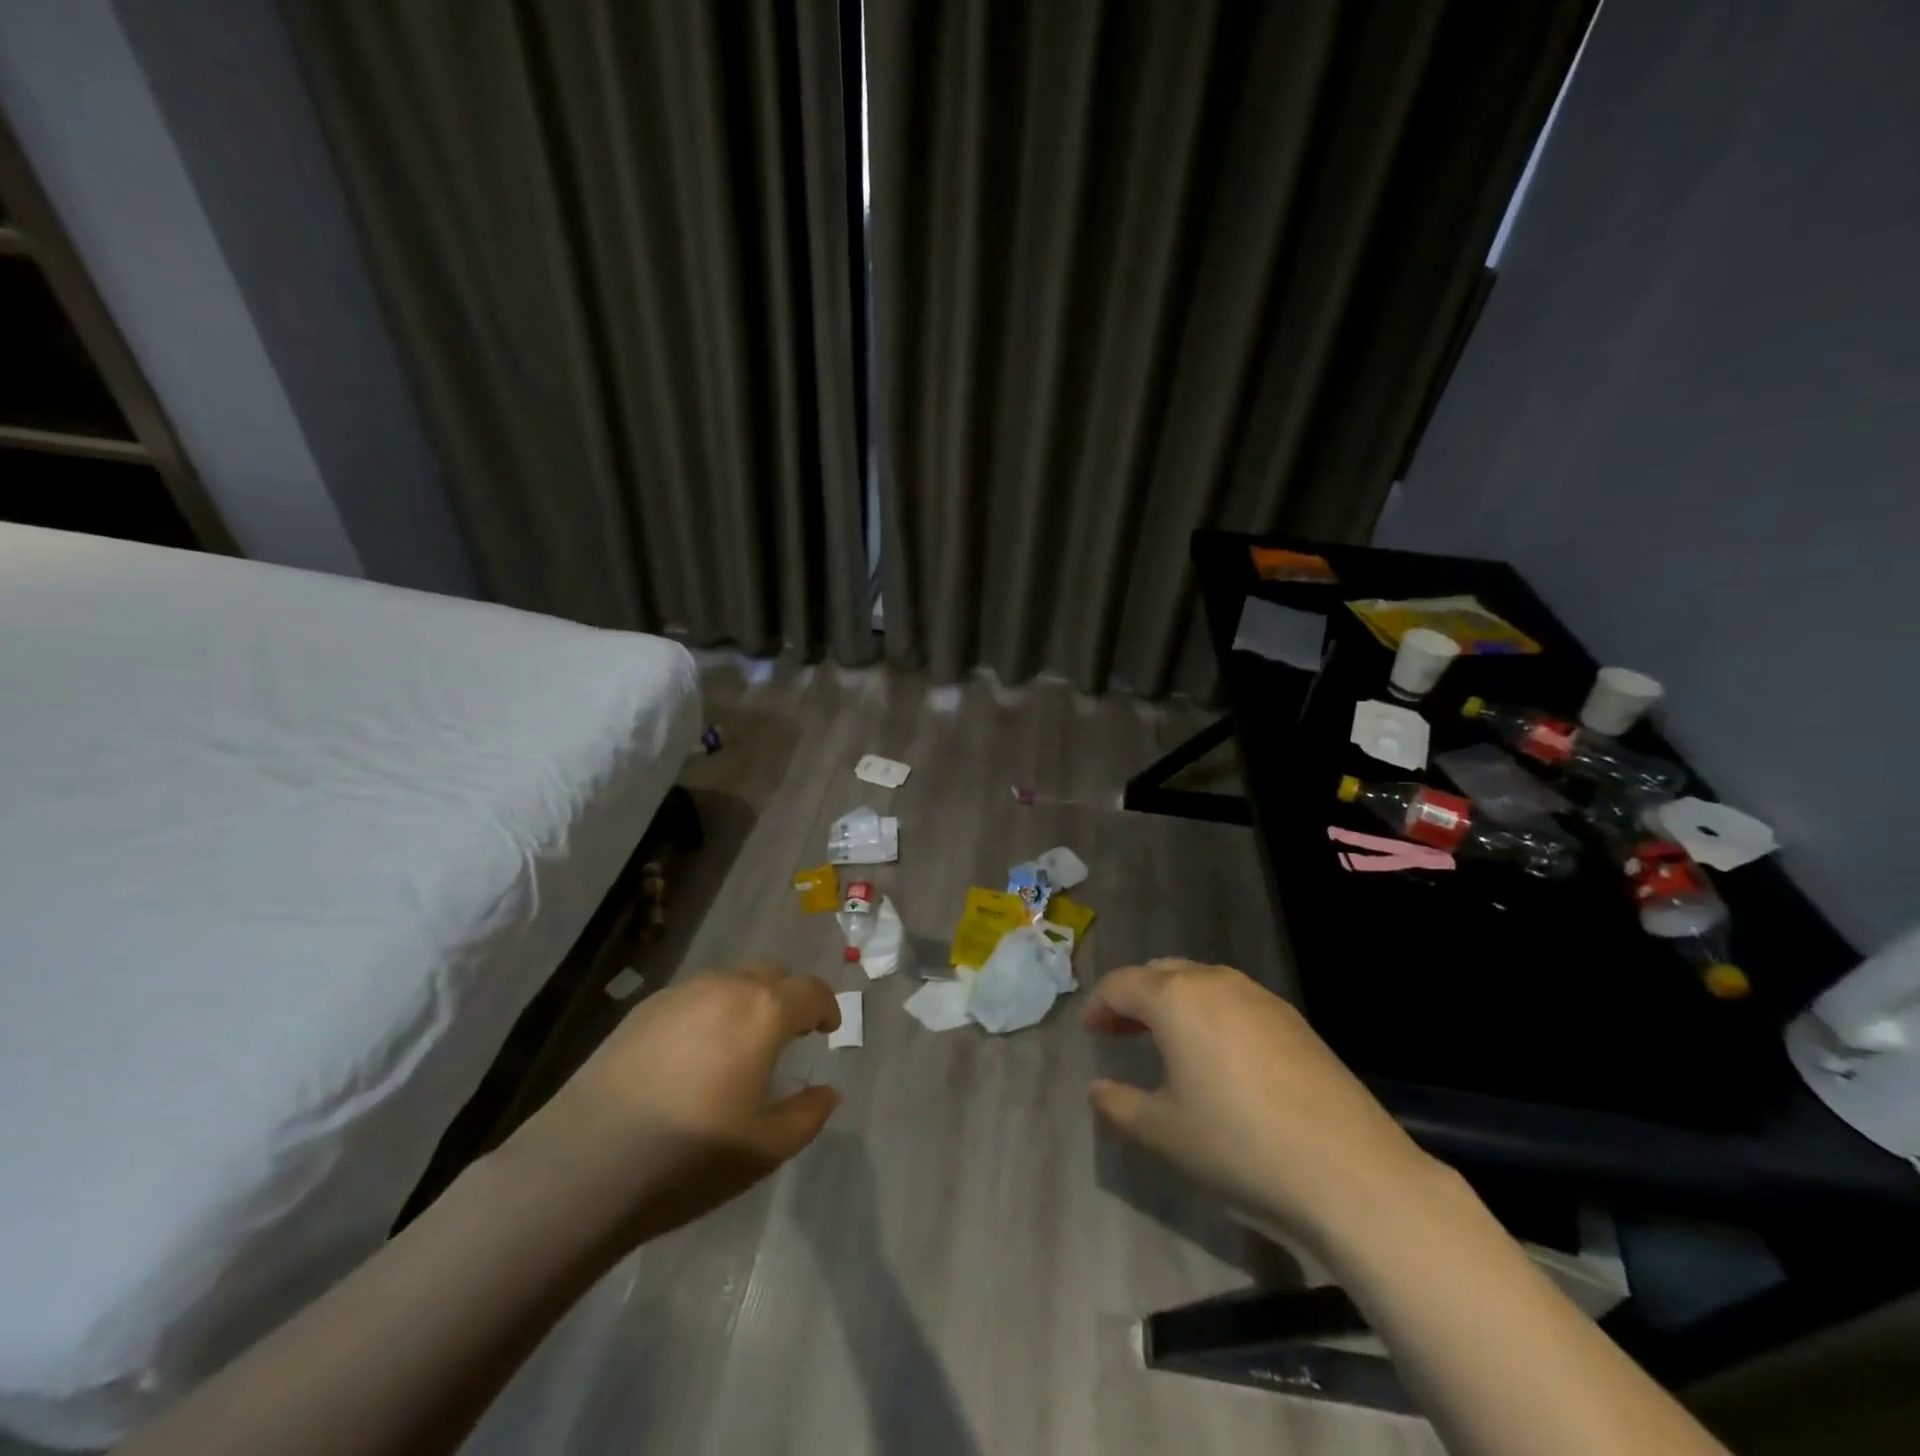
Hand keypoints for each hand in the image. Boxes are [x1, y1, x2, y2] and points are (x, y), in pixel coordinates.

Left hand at [499, 962, 842, 1248]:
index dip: (826, 1008)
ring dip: (746, 1002)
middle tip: (787, 1034)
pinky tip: (693, 1054)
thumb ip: (807, 1114)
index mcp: (763, 1012)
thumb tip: (828, 1091)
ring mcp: (679, 994)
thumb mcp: (765, 1148)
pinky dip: (708, 1012)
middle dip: (787, 998)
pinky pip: (691, 997)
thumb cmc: (690, 1156)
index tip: (827, 1030)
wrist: (585, 1164)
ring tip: (739, 1043)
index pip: (811, 991)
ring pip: (728, 982)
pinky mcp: (641, 1010)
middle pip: (770, 975)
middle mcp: (725, 987)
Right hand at [1085, 959, 1439, 1249]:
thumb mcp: (1163, 1133)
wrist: (1349, 1172)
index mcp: (1176, 999)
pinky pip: (1235, 1000)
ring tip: (1166, 1041)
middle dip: (1134, 998)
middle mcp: (1216, 983)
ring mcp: (1260, 998)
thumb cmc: (1238, 1145)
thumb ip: (1118, 1106)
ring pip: (1201, 982)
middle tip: (1120, 1032)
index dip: (1099, 1005)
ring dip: (1174, 1002)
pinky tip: (1219, 1056)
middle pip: (1161, 974)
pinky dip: (1210, 1013)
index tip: (1090, 1032)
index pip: (1121, 985)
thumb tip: (1096, 1090)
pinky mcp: (1293, 1020)